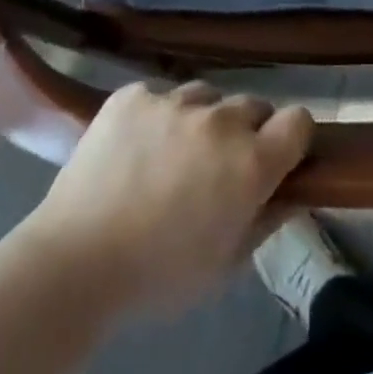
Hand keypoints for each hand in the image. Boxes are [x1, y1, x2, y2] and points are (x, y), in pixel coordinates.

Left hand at [25, 82, 313, 316]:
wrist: (74, 263)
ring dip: (202, 120)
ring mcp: (173, 102)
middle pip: (253, 106)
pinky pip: (159, 96)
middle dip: (246, 132)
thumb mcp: (226, 265)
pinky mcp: (132, 96)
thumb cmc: (158, 277)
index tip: (278, 157)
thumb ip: (266, 220)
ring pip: (206, 96)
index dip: (292, 138)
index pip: (298, 120)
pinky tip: (135, 148)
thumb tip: (291, 193)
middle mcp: (220, 121)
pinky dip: (156, 116)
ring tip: (172, 153)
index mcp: (251, 162)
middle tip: (218, 165)